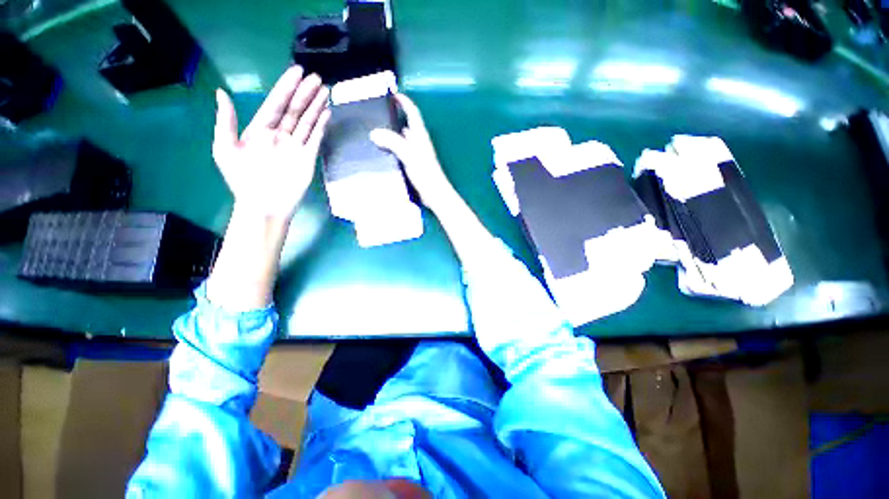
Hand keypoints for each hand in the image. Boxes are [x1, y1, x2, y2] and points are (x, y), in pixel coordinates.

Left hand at [213, 66, 331, 222]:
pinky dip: (321, 126)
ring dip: (316, 106)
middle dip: (305, 93)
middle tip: (316, 78)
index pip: (275, 103)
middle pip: (294, 109)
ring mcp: (296, 146)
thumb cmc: (242, 180)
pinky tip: (327, 114)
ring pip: (307, 121)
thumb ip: (226, 121)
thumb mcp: (225, 149)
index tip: (296, 72)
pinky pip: (316, 138)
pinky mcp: (308, 158)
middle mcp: (280, 134)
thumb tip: (221, 92)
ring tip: (325, 91)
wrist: (264, 206)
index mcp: (260, 129)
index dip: (285, 87)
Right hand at [369, 94, 456, 211]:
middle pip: (406, 124)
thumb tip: (374, 133)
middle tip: (376, 113)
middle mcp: (418, 143)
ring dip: (391, 133)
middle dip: (394, 116)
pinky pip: (399, 152)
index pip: (413, 113)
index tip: (393, 94)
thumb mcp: (410, 156)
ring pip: (402, 139)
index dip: (405, 102)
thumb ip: (394, 143)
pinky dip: (391, 148)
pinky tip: (382, 151)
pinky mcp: (412, 165)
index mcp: (420, 136)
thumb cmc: (426, 174)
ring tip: (374, 130)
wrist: (434, 195)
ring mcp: (415, 155)